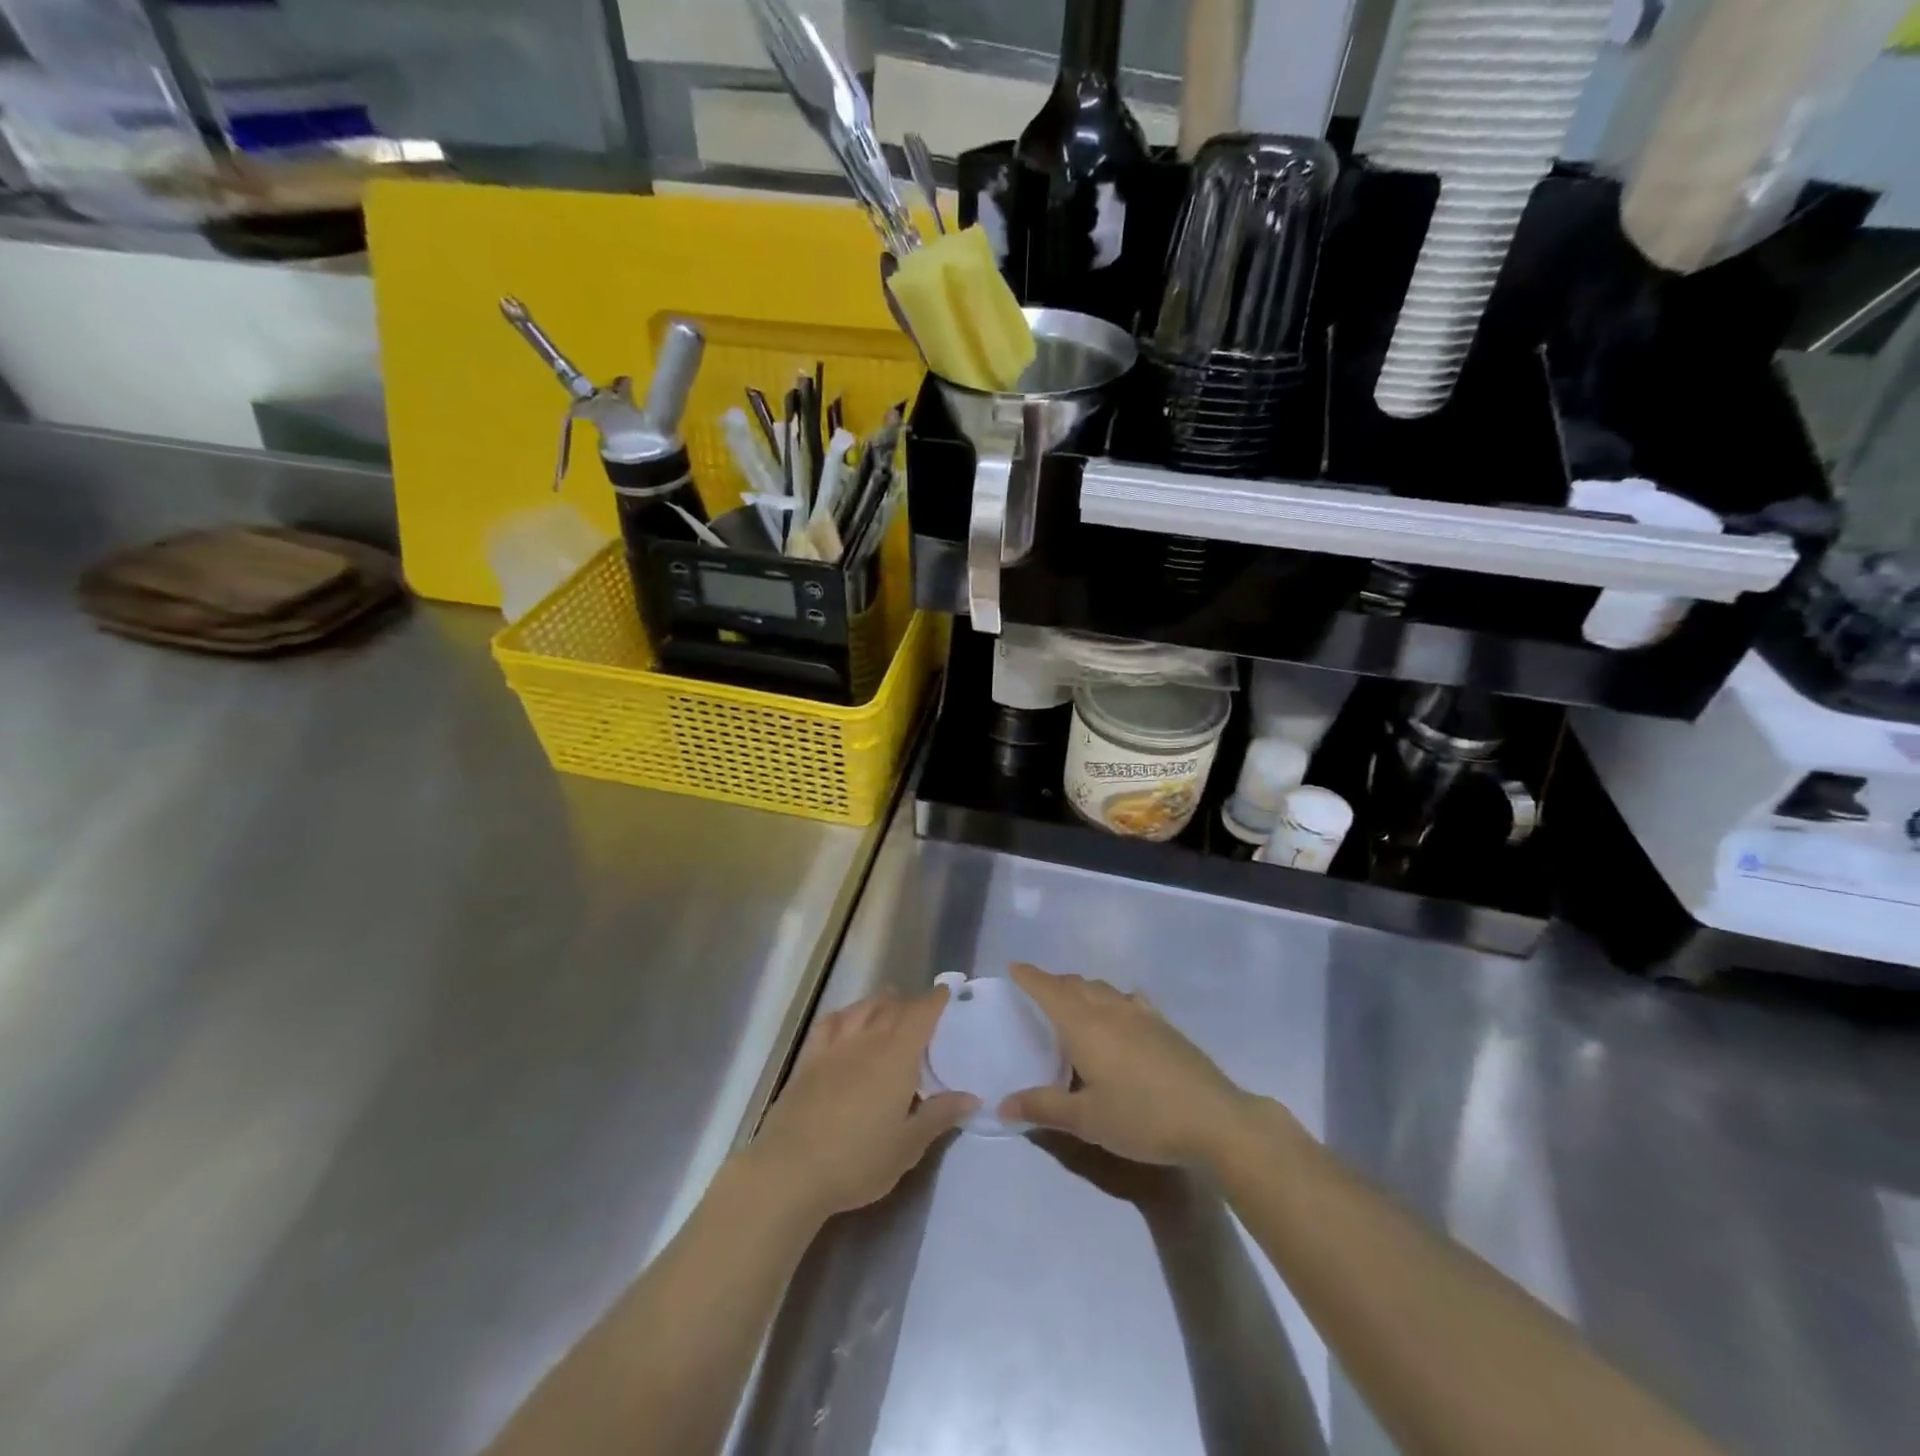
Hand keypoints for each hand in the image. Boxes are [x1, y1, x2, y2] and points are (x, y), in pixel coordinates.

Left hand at [747, 989, 977, 1222]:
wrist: (790, 1170)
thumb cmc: (858, 1160)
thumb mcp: (908, 1146)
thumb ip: (939, 1116)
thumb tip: (972, 1096)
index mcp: (897, 1056)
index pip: (920, 1015)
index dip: (935, 1000)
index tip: (946, 992)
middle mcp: (867, 1041)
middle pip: (892, 1007)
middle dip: (910, 1003)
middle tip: (922, 1008)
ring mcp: (834, 1047)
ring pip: (861, 1009)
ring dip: (879, 1002)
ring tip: (889, 1003)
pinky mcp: (808, 1060)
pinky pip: (829, 1023)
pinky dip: (844, 1014)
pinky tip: (846, 1019)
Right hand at [999, 963, 1256, 1169]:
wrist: (1213, 1118)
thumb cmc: (1142, 1118)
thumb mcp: (1087, 1120)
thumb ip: (1043, 1108)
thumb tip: (1002, 1104)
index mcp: (1084, 1025)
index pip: (1049, 990)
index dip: (1029, 976)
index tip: (1013, 966)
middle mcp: (1109, 1010)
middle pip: (1075, 984)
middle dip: (1053, 982)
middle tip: (1037, 989)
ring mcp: (1141, 1014)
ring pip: (1103, 988)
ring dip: (1082, 988)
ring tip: (1074, 1000)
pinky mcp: (1164, 1025)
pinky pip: (1130, 999)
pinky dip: (1114, 998)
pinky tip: (1121, 1008)